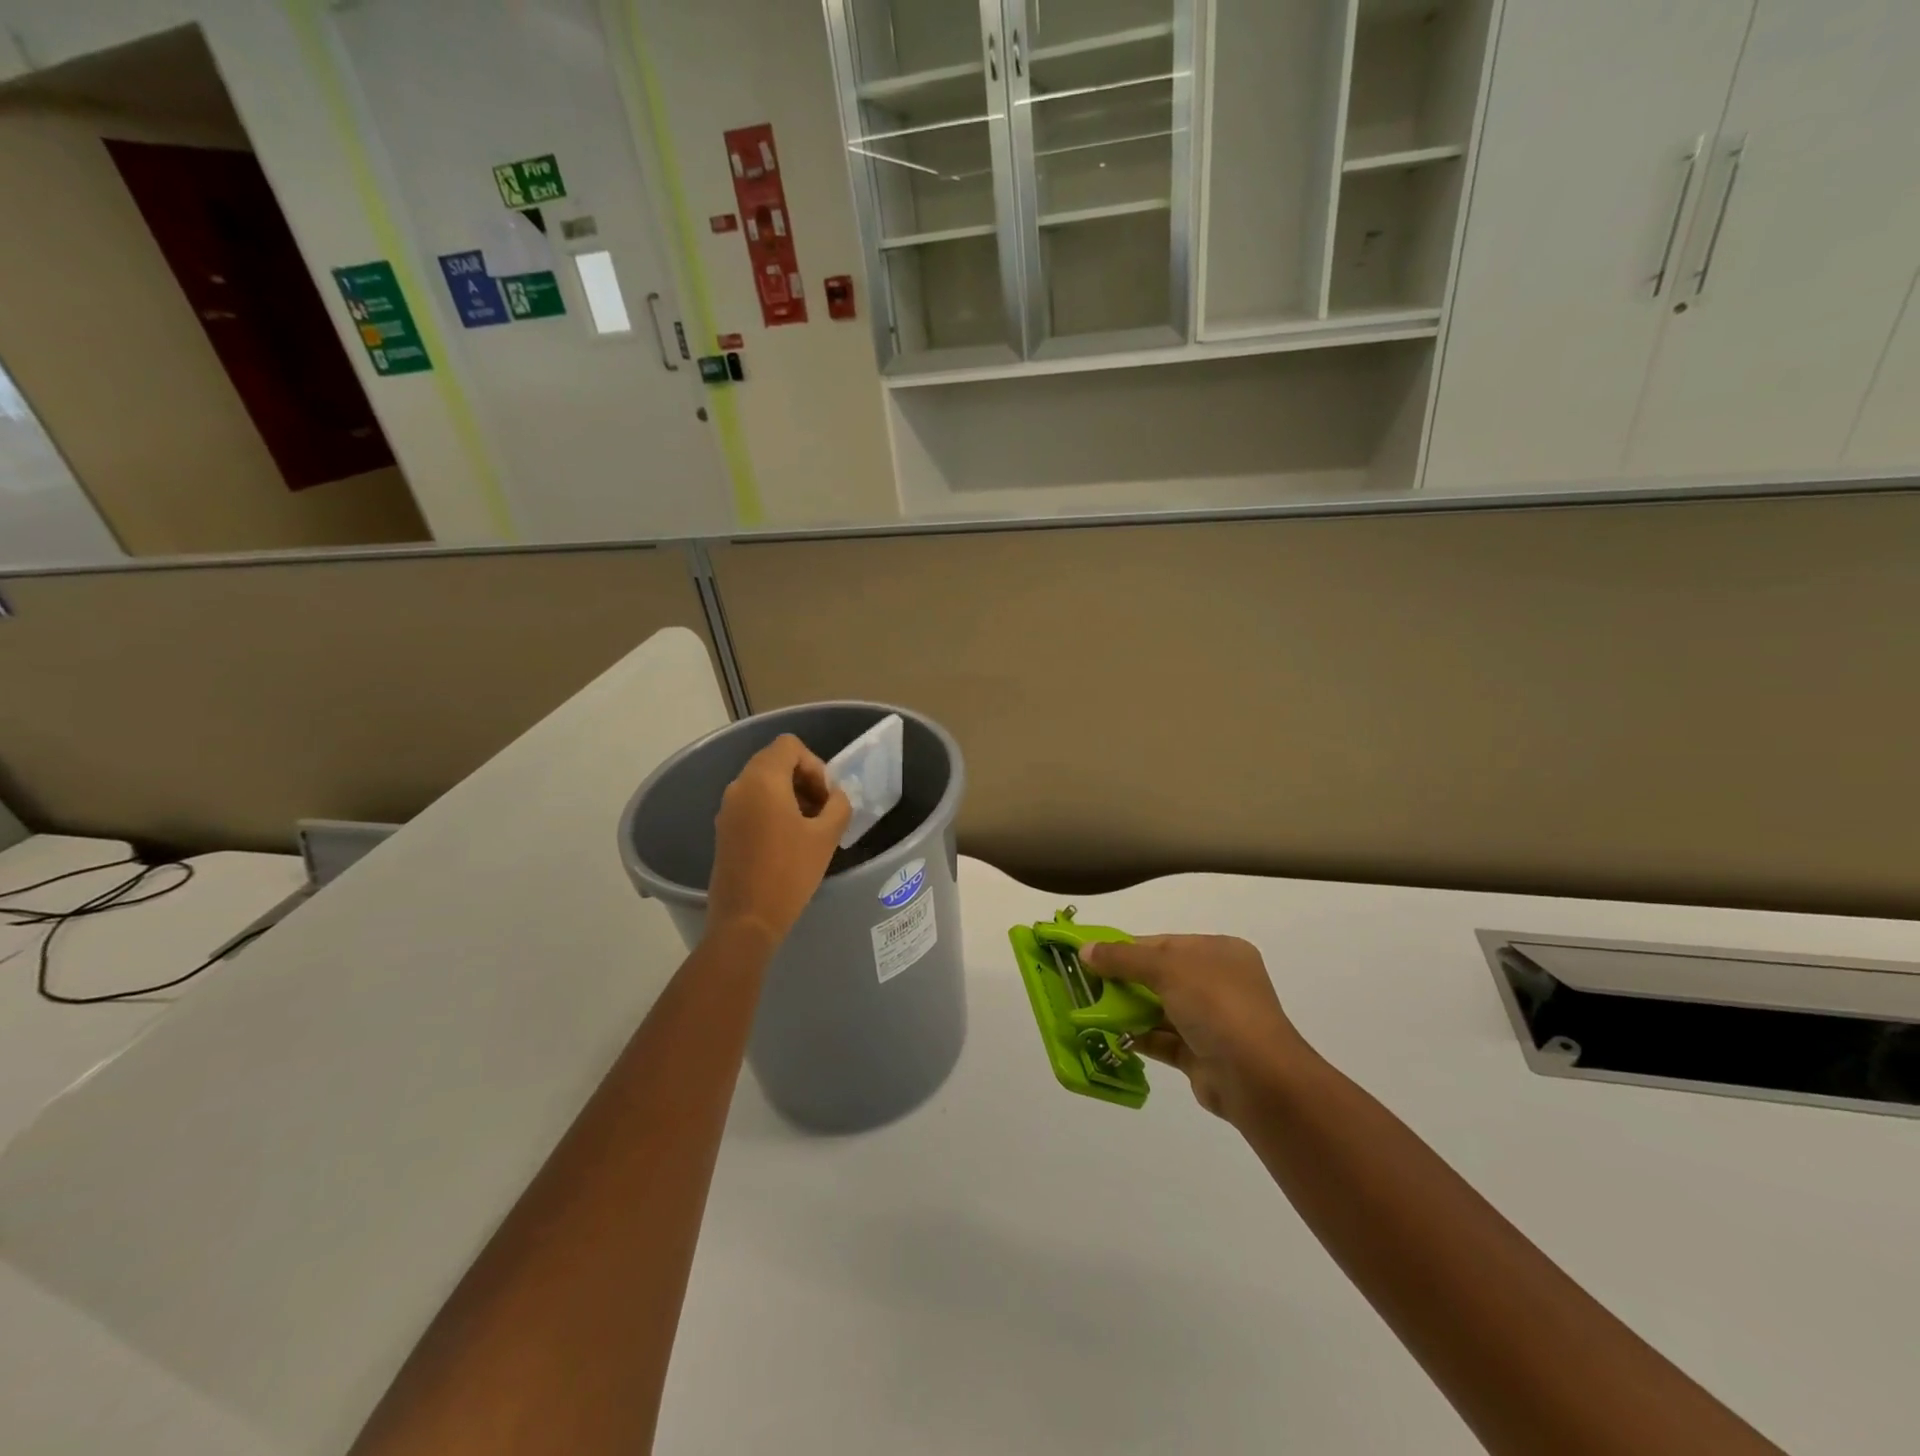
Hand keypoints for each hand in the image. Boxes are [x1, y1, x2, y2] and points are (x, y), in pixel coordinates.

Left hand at [706, 735, 851, 951]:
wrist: (746, 920)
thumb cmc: (789, 873)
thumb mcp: (826, 837)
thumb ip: (838, 806)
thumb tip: (836, 796)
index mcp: (763, 780)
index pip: (789, 746)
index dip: (814, 764)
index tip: (826, 796)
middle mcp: (739, 786)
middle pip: (775, 762)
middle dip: (803, 779)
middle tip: (823, 811)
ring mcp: (727, 809)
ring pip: (763, 784)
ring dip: (790, 796)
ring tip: (809, 828)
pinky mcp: (723, 830)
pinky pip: (751, 804)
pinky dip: (772, 811)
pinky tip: (788, 842)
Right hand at [1080, 935, 1316, 1124]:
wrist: (1257, 1078)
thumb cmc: (1216, 1006)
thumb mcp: (1167, 969)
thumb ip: (1123, 958)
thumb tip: (1085, 950)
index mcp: (1218, 952)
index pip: (1163, 943)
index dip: (1125, 948)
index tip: (1089, 955)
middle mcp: (1217, 982)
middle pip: (1159, 975)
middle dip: (1122, 980)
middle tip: (1084, 985)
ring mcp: (1211, 1020)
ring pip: (1159, 1008)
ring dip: (1127, 1010)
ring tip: (1088, 1011)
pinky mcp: (1201, 1054)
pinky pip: (1162, 1039)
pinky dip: (1137, 1036)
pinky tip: (1109, 1036)